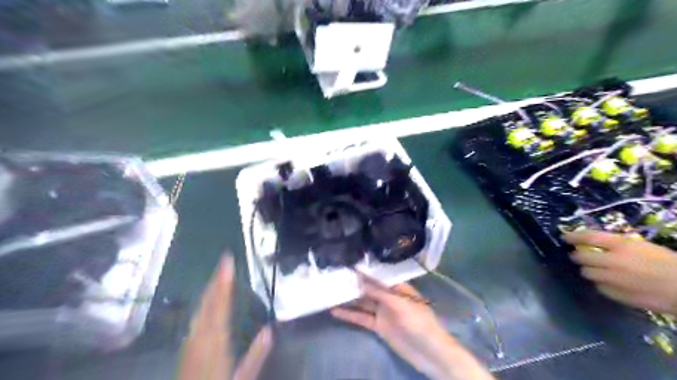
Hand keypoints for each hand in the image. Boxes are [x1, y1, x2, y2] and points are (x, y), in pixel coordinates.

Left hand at [180, 253, 274, 378]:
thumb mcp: (242, 379)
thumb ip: (256, 355)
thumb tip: (270, 329)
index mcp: (215, 341)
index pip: (221, 304)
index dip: (224, 281)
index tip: (228, 261)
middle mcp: (200, 336)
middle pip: (208, 301)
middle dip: (216, 279)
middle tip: (225, 260)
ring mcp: (190, 341)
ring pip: (200, 307)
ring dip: (210, 289)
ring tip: (219, 275)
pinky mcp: (186, 347)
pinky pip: (197, 317)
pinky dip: (205, 303)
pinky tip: (208, 302)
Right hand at [331, 274, 494, 379]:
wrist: (430, 353)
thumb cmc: (419, 322)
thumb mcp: (400, 304)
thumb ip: (379, 292)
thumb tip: (361, 278)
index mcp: (398, 287)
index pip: (379, 275)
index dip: (365, 270)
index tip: (348, 262)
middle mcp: (389, 297)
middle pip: (369, 288)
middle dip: (354, 283)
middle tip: (334, 274)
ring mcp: (383, 312)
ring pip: (363, 302)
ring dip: (349, 298)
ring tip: (331, 290)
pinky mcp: (378, 326)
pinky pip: (362, 318)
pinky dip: (349, 315)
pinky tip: (335, 310)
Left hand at [564, 232, 676, 314]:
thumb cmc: (670, 264)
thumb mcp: (643, 247)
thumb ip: (617, 245)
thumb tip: (594, 244)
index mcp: (621, 245)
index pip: (588, 237)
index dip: (573, 237)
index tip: (565, 237)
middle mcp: (612, 261)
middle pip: (580, 257)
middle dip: (577, 256)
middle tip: (578, 256)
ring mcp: (613, 279)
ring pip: (587, 273)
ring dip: (589, 270)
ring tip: (597, 270)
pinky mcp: (617, 295)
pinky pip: (600, 287)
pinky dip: (602, 284)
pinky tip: (611, 283)